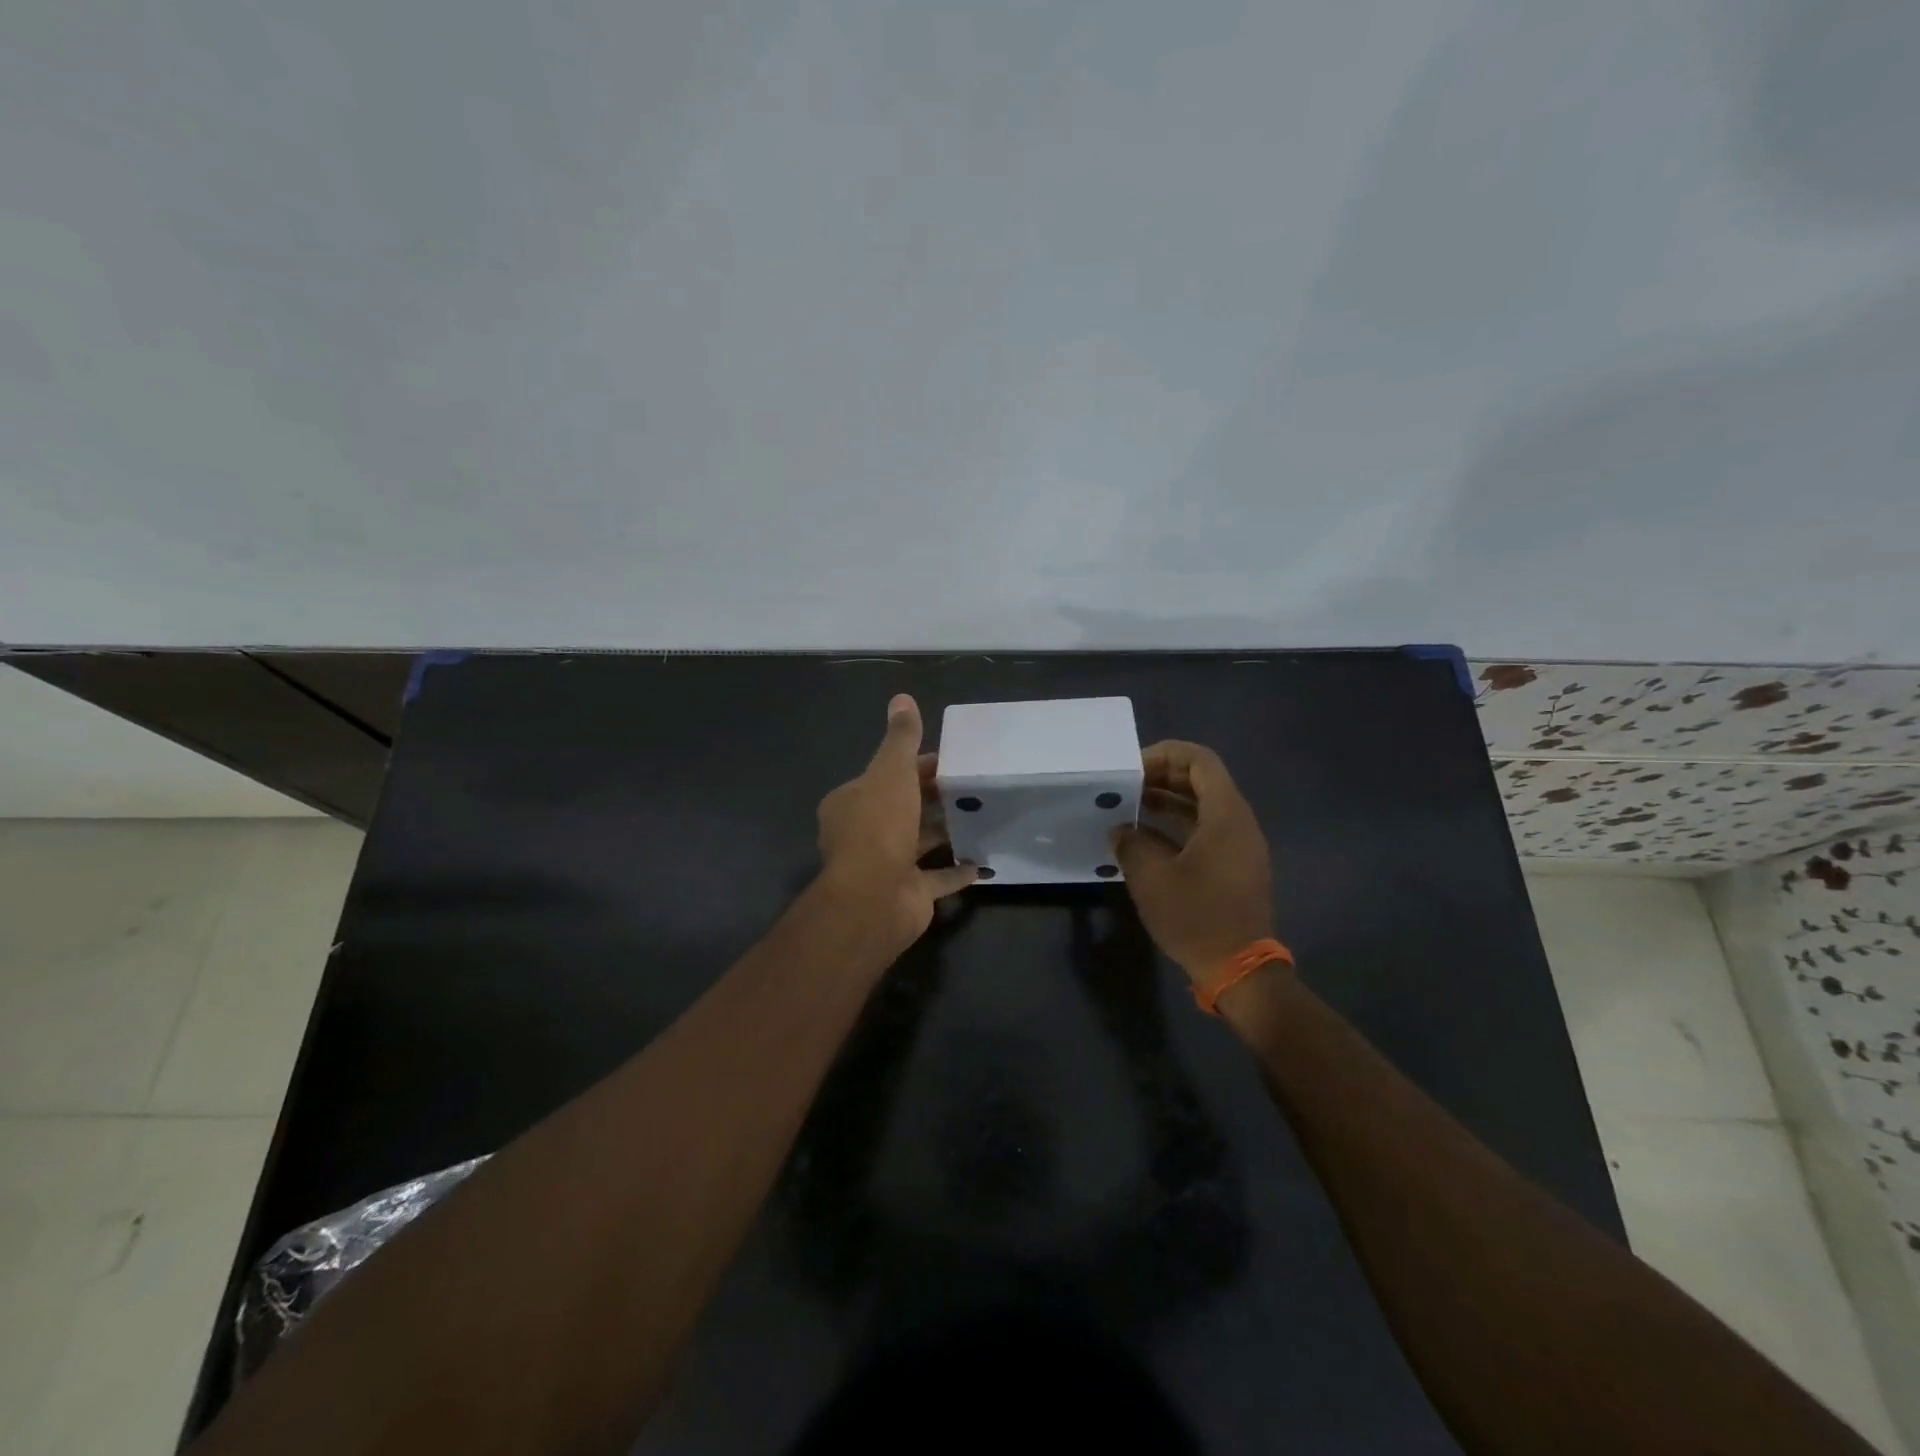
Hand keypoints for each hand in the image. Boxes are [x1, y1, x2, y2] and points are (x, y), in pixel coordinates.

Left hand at [817, 694, 976, 947]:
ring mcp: (886, 866)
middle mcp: (864, 834)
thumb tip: (901, 697)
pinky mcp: (908, 893)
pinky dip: (957, 871)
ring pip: (919, 843)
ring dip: (945, 832)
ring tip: (982, 817)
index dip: (917, 766)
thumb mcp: (891, 771)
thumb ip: (901, 738)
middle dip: (933, 798)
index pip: (887, 775)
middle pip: (903, 808)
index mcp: (852, 803)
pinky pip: (937, 879)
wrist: (874, 897)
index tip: (951, 761)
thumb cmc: (879, 826)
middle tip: (972, 786)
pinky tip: (982, 862)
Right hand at [1111, 740, 1274, 981]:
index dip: (1166, 754)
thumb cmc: (1196, 916)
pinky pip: (1206, 829)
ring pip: (1204, 805)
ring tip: (1130, 805)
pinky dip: (1177, 824)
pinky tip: (1146, 836)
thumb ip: (1131, 843)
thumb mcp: (1151, 877)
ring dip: (1168, 800)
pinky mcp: (1235, 866)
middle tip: (1126, 784)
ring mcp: (1240, 845)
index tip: (1132, 768)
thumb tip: (1120, 830)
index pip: (1200, 760)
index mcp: (1226, 814)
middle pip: (1203, 780)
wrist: (1239, 969)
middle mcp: (1239, 822)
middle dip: (1163, 775)